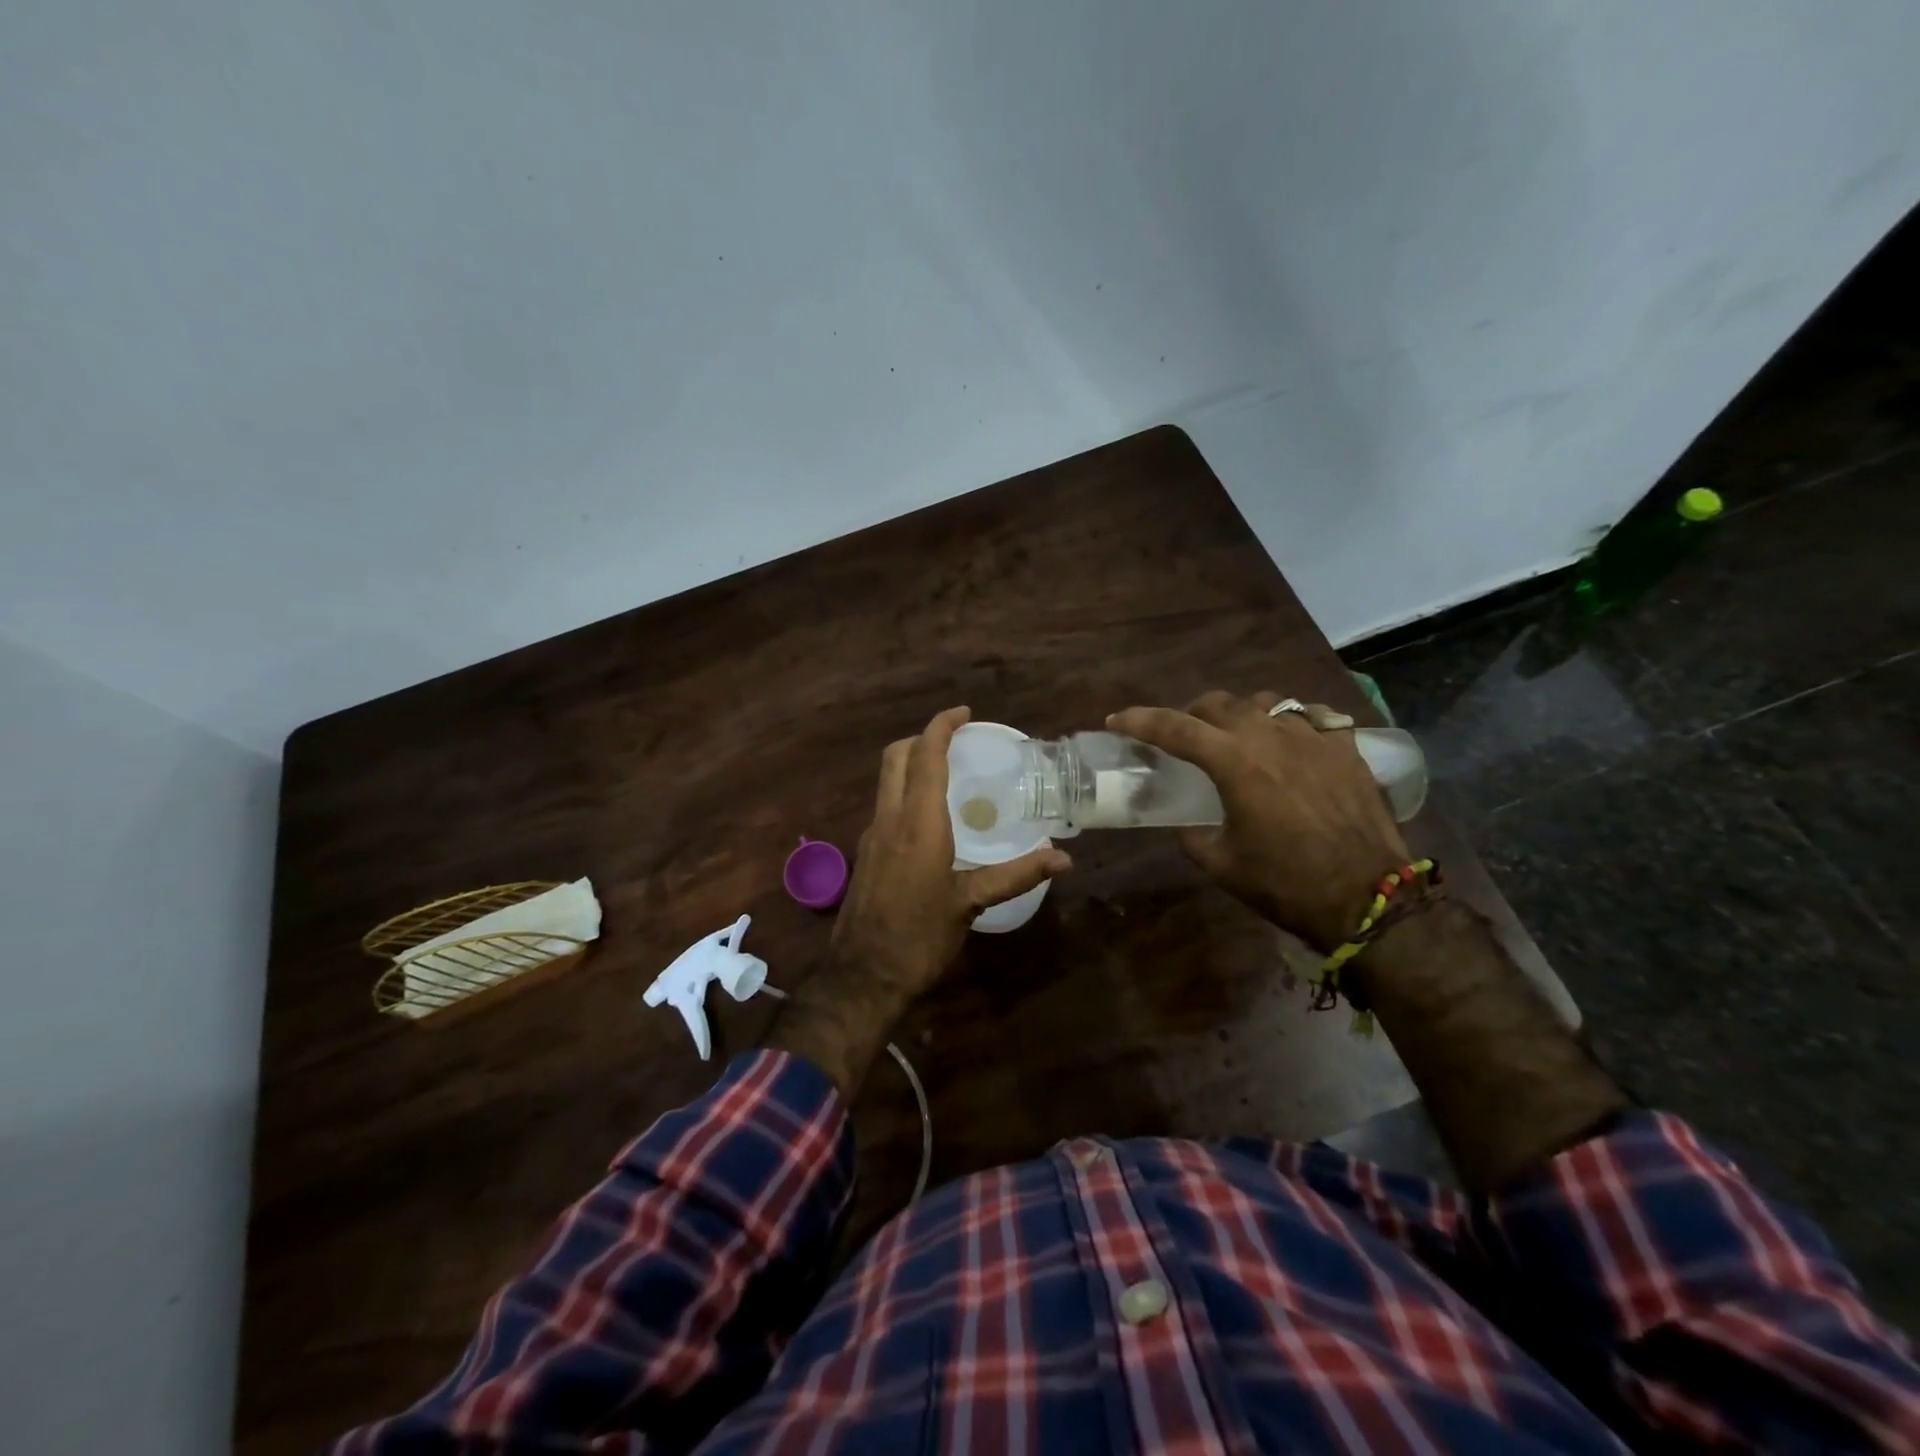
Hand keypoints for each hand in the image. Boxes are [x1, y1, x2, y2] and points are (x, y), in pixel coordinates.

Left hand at [770, 707, 1070, 1098]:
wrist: (862, 977)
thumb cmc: (919, 937)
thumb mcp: (970, 904)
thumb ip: (1015, 875)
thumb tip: (1064, 859)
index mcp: (918, 823)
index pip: (925, 756)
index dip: (942, 727)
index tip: (964, 713)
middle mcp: (889, 819)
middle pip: (895, 757)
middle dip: (922, 738)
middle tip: (955, 740)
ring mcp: (872, 836)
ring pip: (886, 780)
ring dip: (911, 764)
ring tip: (947, 773)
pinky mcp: (865, 854)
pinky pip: (885, 805)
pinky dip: (904, 792)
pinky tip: (929, 819)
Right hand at [1109, 691, 1407, 951]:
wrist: (1369, 898)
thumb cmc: (1286, 884)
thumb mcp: (1222, 865)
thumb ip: (1193, 836)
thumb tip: (1185, 823)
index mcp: (1234, 763)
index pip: (1174, 728)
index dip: (1140, 721)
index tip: (1117, 721)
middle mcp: (1270, 736)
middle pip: (1218, 704)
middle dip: (1190, 714)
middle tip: (1181, 736)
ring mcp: (1312, 737)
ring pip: (1265, 702)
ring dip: (1239, 713)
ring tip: (1236, 735)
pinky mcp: (1346, 748)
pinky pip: (1311, 716)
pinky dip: (1290, 721)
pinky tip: (1289, 739)